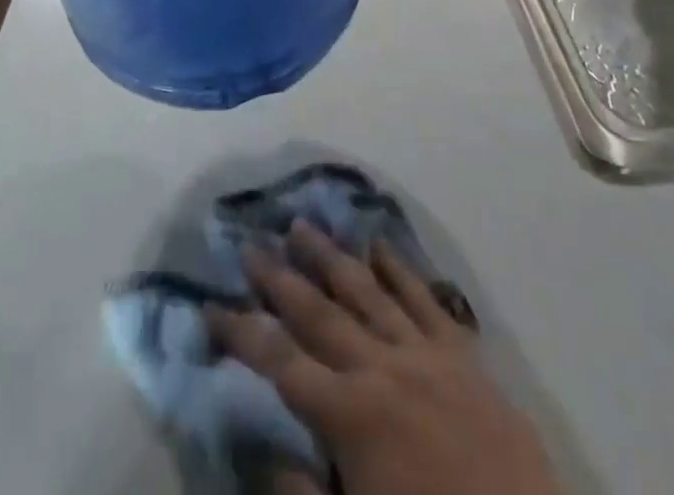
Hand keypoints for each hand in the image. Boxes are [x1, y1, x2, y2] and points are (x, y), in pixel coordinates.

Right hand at [211, 222, 559, 494]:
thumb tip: (261, 449)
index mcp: (351, 416)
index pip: (279, 361)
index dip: (240, 332)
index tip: (209, 306)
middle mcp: (381, 369)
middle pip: (317, 311)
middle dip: (278, 278)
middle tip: (249, 244)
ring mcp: (425, 355)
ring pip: (365, 291)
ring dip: (330, 257)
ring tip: (301, 224)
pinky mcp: (464, 358)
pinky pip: (425, 300)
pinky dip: (399, 269)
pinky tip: (379, 245)